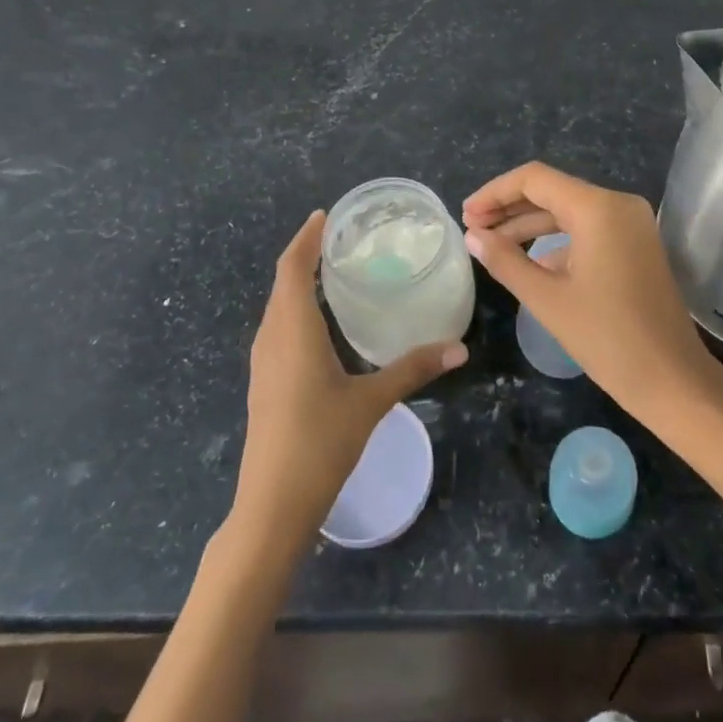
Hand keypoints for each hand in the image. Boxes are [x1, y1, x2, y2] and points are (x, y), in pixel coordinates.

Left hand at [234, 211, 466, 543]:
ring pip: (277, 306)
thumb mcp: (371, 402)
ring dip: (297, 281)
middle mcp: (272, 338)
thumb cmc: (320, 443)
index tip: (324, 216)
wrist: (272, 505)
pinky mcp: (264, 382)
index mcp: (293, 331)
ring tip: (330, 269)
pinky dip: (294, 307)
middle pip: (282, 283)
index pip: (293, 269)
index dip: (306, 239)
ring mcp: (262, 362)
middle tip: (337, 237)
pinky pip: (277, 327)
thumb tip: (459, 348)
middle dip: (304, 255)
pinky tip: (318, 321)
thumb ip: (413, 369)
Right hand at [462, 162, 722, 435]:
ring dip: (530, 224)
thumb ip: (505, 261)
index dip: (495, 192)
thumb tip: (473, 236)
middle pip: (552, 191)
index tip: (466, 214)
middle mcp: (618, 204)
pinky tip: (529, 262)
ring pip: (569, 210)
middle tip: (472, 228)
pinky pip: (588, 229)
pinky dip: (556, 240)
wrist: (674, 380)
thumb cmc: (608, 339)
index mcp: (598, 208)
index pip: (535, 179)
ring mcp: (631, 223)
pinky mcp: (636, 243)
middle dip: (509, 207)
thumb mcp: (547, 299)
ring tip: (491, 243)